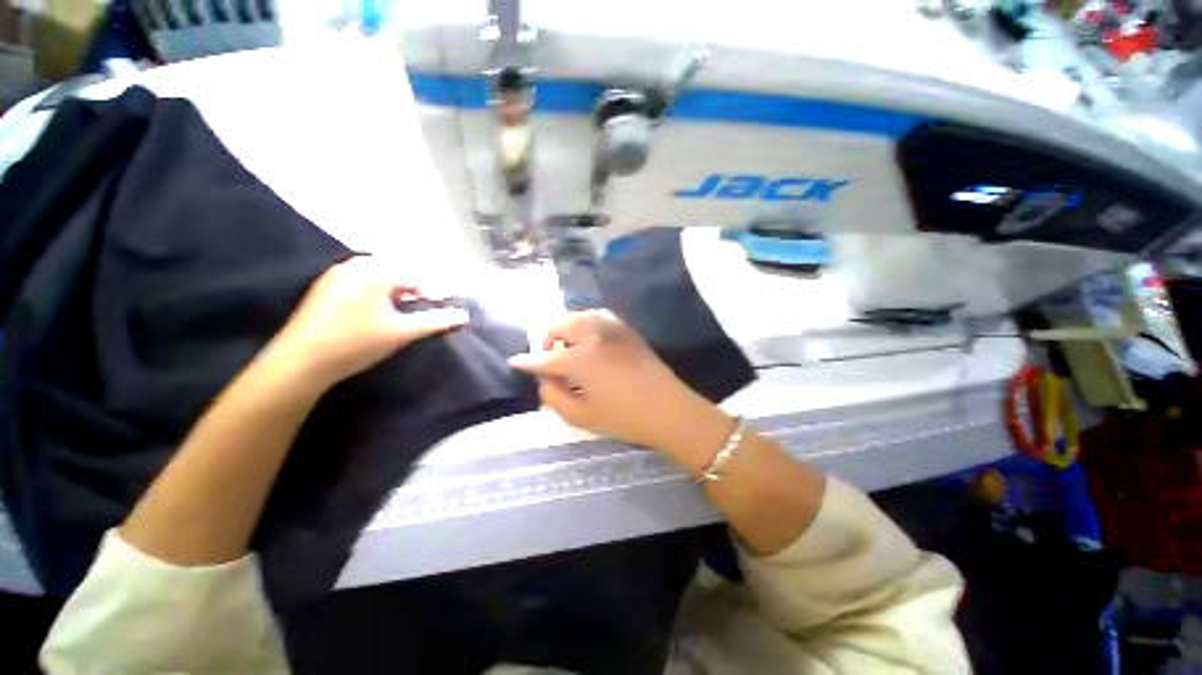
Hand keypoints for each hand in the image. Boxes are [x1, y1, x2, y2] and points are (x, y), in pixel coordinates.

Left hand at [270, 257, 467, 388]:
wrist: (300, 361)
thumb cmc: (357, 342)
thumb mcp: (402, 333)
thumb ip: (435, 321)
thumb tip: (464, 316)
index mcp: (376, 272)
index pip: (415, 276)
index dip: (432, 292)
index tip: (440, 307)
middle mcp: (355, 266)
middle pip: (396, 272)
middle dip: (413, 288)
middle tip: (421, 307)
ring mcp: (336, 275)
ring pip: (376, 276)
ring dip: (394, 290)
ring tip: (400, 311)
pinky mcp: (324, 287)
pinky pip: (359, 281)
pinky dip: (374, 292)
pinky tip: (374, 312)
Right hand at [510, 311, 733, 463]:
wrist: (669, 408)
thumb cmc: (623, 417)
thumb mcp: (581, 415)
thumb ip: (554, 396)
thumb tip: (544, 379)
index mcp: (580, 358)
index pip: (545, 357)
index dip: (528, 361)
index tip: (516, 362)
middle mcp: (593, 335)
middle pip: (560, 325)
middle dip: (547, 338)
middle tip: (550, 358)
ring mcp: (612, 328)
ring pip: (579, 316)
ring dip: (566, 328)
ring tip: (569, 348)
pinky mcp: (627, 329)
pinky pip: (598, 317)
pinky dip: (585, 324)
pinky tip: (589, 341)